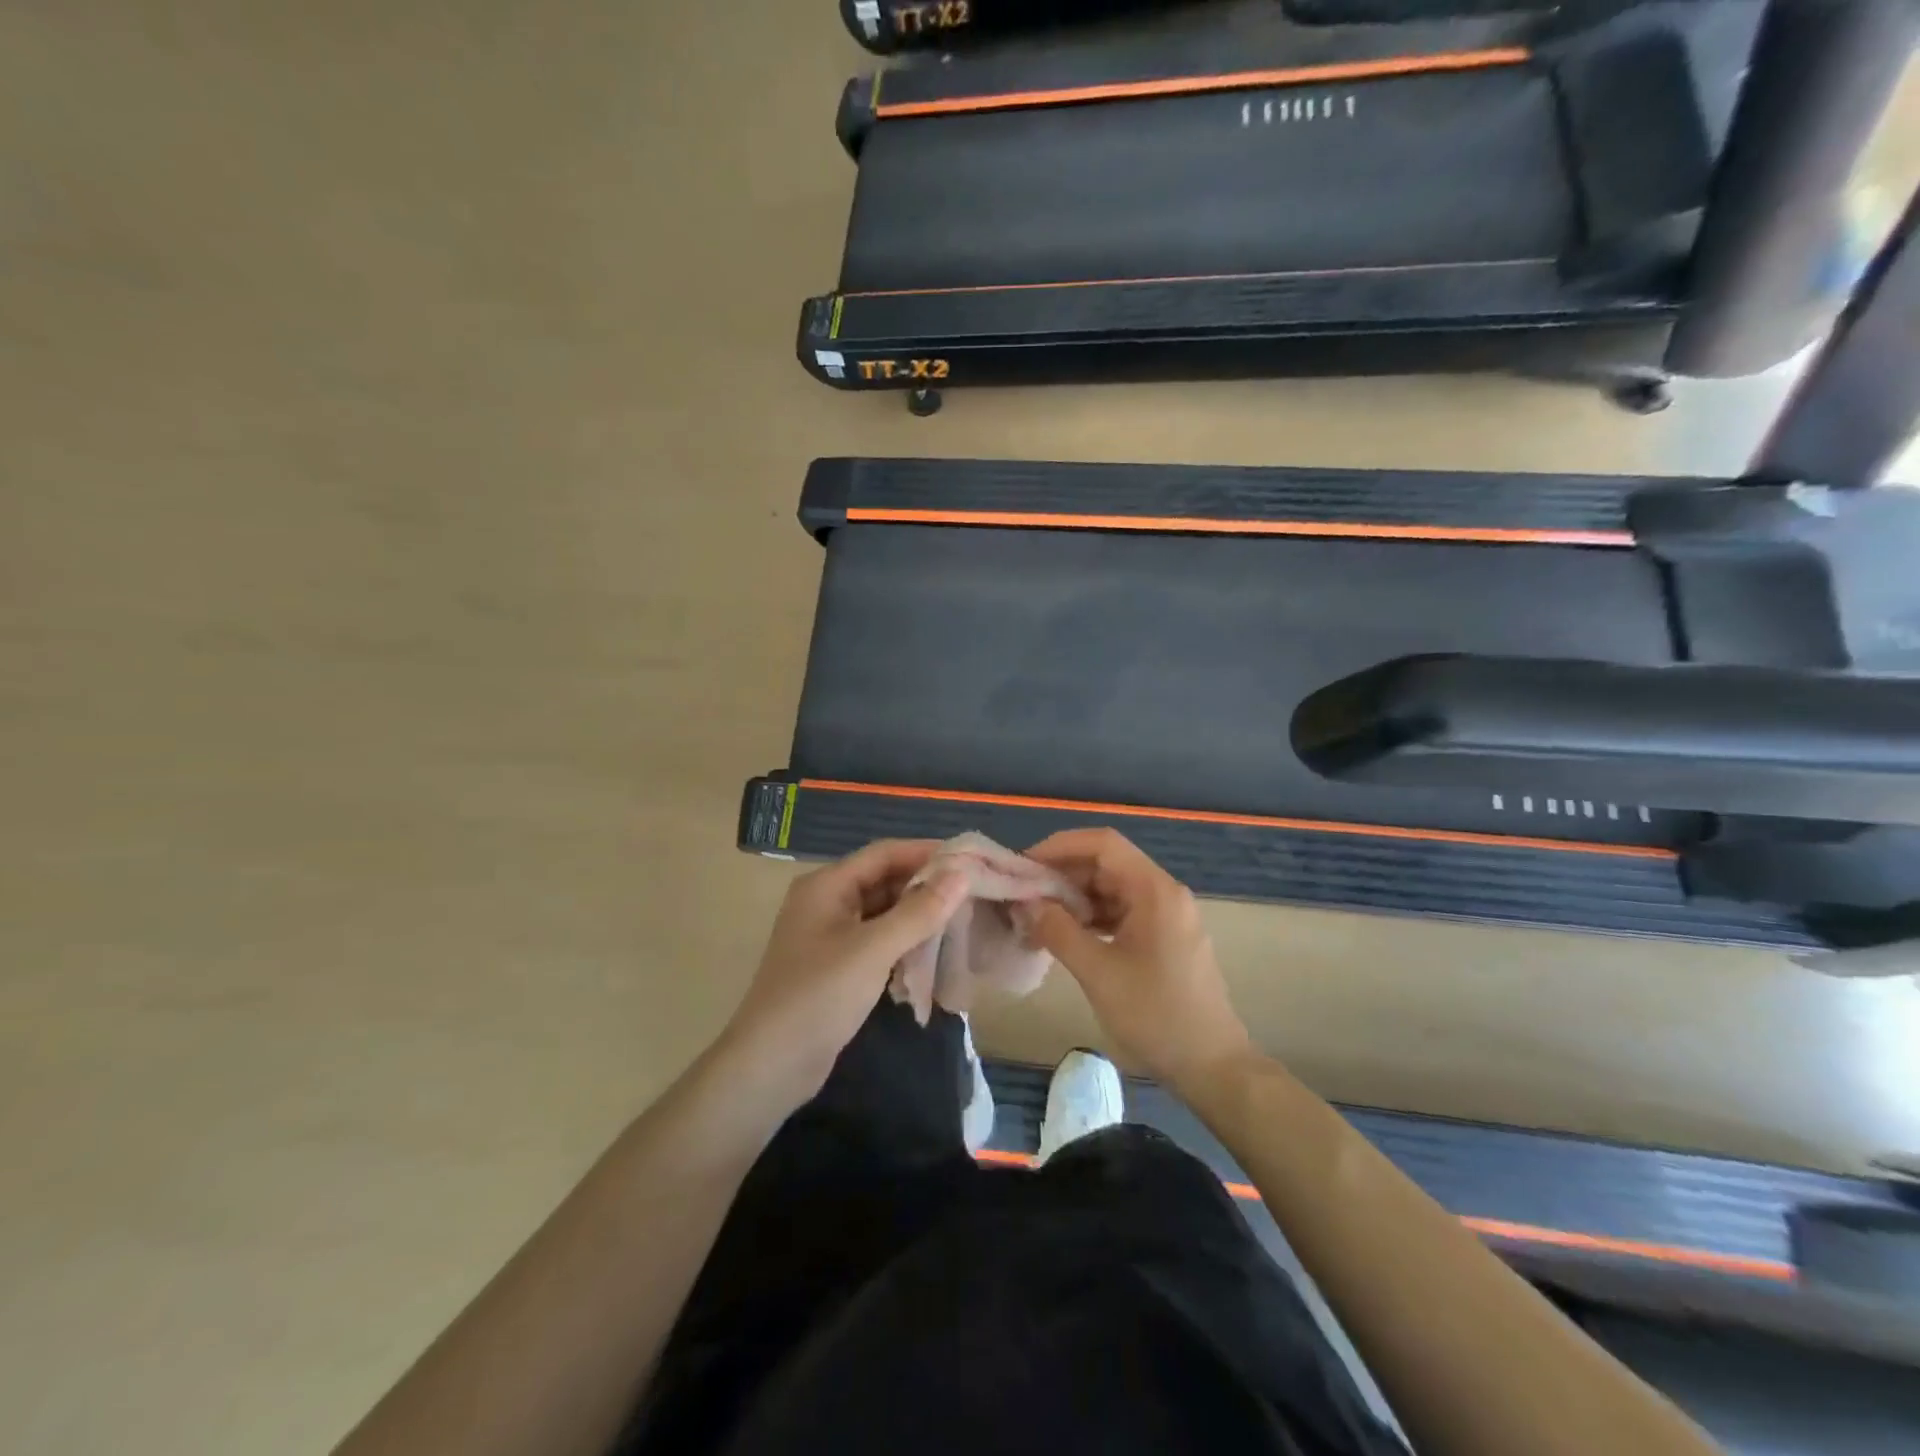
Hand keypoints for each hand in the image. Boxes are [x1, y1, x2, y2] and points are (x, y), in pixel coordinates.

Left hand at [720, 839, 969, 1107]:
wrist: (770, 1065)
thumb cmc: (819, 996)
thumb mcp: (873, 949)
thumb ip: (919, 911)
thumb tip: (961, 873)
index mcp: (827, 885)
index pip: (884, 853)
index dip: (926, 852)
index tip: (970, 858)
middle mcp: (827, 901)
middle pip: (884, 880)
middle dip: (926, 884)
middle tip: (974, 890)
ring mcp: (831, 935)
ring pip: (883, 911)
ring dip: (918, 914)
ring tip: (962, 917)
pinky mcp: (838, 965)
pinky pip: (878, 939)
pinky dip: (905, 941)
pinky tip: (934, 950)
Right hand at [1022, 828, 1251, 1093]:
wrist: (1212, 1066)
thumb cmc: (1156, 1015)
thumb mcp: (1098, 972)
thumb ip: (1057, 930)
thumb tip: (1025, 903)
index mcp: (1154, 890)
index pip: (1102, 844)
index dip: (1060, 847)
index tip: (1024, 866)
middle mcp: (1163, 893)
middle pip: (1106, 864)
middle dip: (1062, 875)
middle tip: (1023, 896)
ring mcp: (1166, 916)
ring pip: (1112, 889)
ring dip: (1074, 899)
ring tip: (1037, 918)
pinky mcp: (1163, 938)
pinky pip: (1121, 912)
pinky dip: (1091, 918)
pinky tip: (1065, 936)